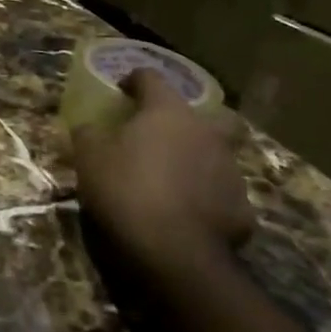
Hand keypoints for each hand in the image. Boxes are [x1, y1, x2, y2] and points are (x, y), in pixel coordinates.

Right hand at [73, 69, 252, 272]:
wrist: (176, 253)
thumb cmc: (127, 190)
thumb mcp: (89, 157)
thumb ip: (88, 134)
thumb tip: (89, 127)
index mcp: (168, 112)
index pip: (152, 78)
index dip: (134, 80)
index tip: (121, 90)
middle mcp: (205, 132)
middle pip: (204, 113)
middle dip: (186, 119)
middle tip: (162, 133)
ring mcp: (230, 170)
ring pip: (216, 153)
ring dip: (197, 158)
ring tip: (173, 178)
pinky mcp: (242, 207)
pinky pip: (221, 192)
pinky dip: (206, 196)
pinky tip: (188, 212)